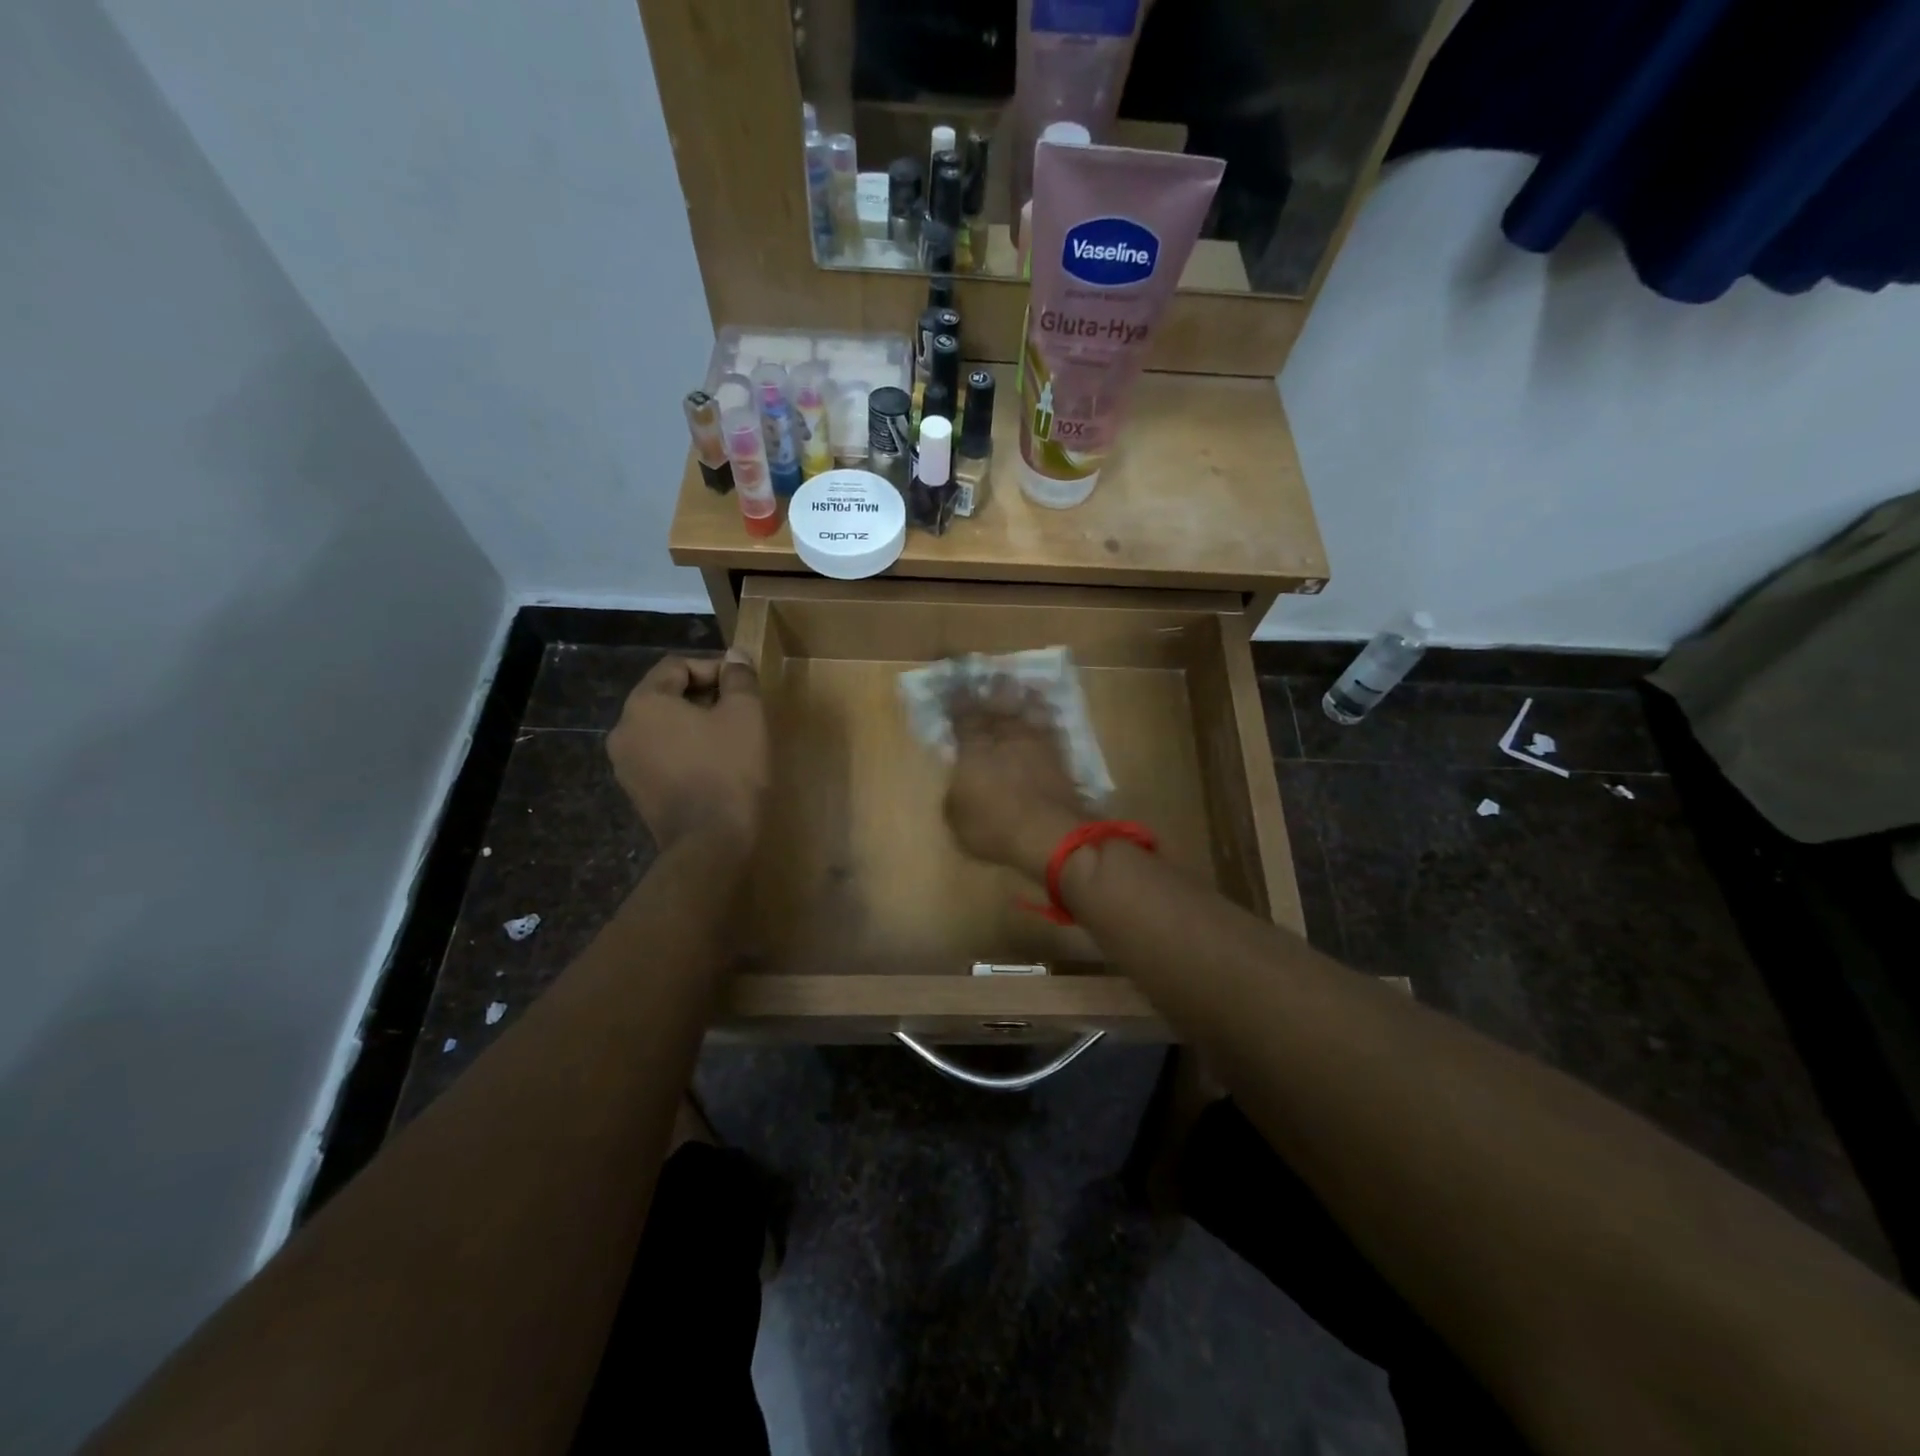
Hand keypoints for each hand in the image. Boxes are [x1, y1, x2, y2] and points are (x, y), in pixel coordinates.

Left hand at [608, 650, 767, 852]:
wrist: (710, 843)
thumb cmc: (730, 770)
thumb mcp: (745, 715)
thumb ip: (738, 678)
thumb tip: (734, 656)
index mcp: (645, 703)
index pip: (676, 666)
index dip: (714, 668)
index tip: (744, 684)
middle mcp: (623, 728)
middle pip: (665, 696)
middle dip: (704, 696)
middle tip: (741, 709)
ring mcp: (624, 763)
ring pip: (662, 727)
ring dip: (694, 724)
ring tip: (730, 737)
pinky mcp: (635, 791)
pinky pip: (660, 755)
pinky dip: (684, 749)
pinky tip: (713, 764)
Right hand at [943, 680, 1090, 879]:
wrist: (1051, 834)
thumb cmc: (995, 827)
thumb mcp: (957, 817)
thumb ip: (957, 793)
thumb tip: (960, 783)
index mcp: (975, 748)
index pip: (963, 717)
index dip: (958, 702)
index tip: (955, 686)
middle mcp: (1006, 738)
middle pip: (999, 708)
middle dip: (994, 692)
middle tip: (994, 676)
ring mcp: (1038, 746)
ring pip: (1030, 713)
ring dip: (1026, 700)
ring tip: (1026, 689)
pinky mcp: (1062, 759)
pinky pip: (1053, 731)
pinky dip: (1049, 721)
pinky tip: (1049, 718)